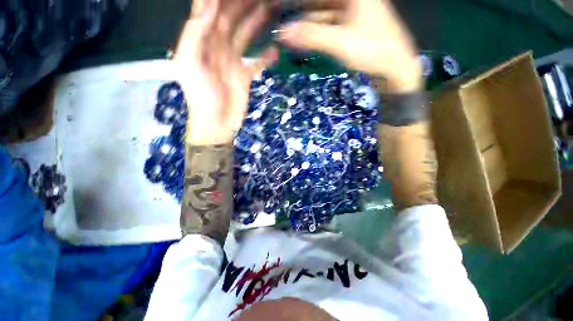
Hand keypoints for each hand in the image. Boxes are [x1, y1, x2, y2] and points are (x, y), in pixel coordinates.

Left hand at [174, 0, 277, 144]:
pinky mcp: (245, 76)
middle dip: (241, 4)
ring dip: (255, 23)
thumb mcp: (190, 64)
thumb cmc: (202, 97)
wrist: (217, 124)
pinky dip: (266, 57)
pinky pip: (257, 63)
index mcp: (202, 41)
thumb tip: (210, 5)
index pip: (209, 11)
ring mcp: (233, 62)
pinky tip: (275, 49)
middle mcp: (218, 47)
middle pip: (230, 19)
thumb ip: (195, 34)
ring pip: (244, 37)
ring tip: (269, 9)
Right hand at [276, 0, 421, 92]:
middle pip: (317, 3)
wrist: (395, 67)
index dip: (297, 5)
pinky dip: (314, 32)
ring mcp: (350, 10)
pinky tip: (303, 40)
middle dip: (298, 15)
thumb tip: (282, 33)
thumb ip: (311, 36)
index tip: (276, 11)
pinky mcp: (350, 24)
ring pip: (320, 13)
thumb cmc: (373, 51)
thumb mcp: (340, 43)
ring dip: (304, 25)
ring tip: (287, 36)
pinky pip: (327, 24)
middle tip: (281, 26)